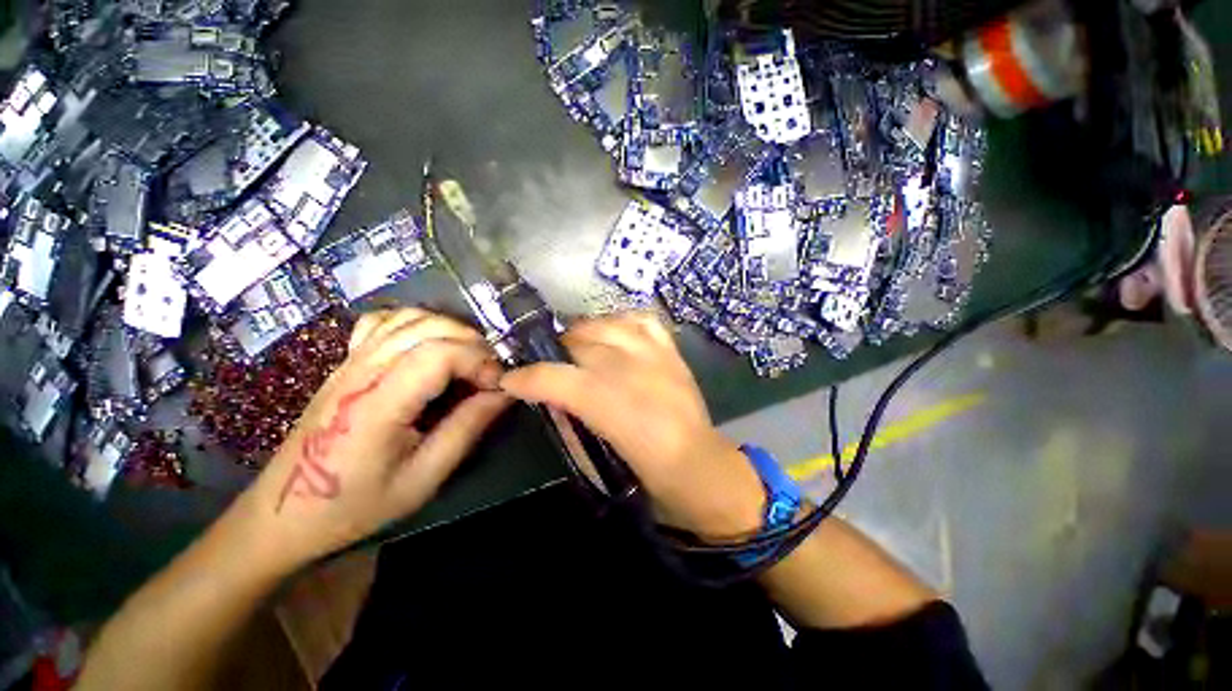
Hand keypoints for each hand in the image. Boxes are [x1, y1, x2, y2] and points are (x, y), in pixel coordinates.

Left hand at [243, 308, 509, 568]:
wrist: (285, 514)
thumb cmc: (356, 504)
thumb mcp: (423, 478)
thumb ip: (467, 428)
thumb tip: (505, 393)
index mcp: (378, 404)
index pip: (438, 353)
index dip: (478, 360)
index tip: (497, 385)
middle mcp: (361, 371)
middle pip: (428, 327)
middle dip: (472, 343)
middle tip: (488, 374)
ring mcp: (350, 362)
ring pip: (409, 318)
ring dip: (449, 330)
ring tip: (467, 360)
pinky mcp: (346, 363)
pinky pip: (384, 323)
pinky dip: (416, 324)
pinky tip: (430, 346)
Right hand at [499, 313, 764, 537]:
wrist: (696, 464)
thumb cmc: (641, 469)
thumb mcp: (591, 452)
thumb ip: (565, 418)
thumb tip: (547, 396)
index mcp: (604, 402)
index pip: (551, 376)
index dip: (524, 377)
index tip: (510, 379)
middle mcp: (627, 368)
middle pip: (577, 342)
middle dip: (554, 352)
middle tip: (550, 365)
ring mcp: (652, 354)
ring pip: (605, 325)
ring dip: (584, 333)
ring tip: (579, 347)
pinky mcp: (670, 350)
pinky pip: (640, 320)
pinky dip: (621, 322)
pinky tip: (614, 334)